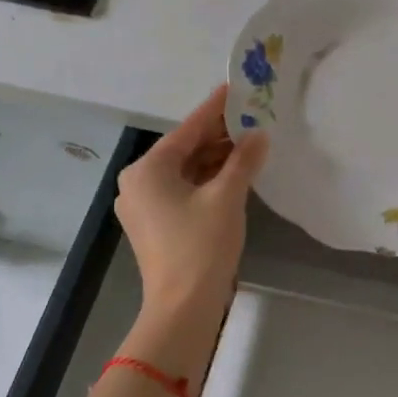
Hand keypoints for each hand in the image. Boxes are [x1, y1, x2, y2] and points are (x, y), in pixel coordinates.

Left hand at [117, 86, 269, 312]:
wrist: (182, 308)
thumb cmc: (201, 245)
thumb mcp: (227, 197)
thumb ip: (243, 160)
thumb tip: (259, 135)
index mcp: (148, 169)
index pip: (188, 129)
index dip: (215, 109)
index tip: (236, 88)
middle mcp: (138, 182)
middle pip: (184, 149)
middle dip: (218, 135)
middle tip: (252, 117)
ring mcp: (144, 205)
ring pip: (185, 170)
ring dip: (215, 158)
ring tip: (250, 142)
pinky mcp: (154, 224)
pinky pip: (183, 189)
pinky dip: (207, 179)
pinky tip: (234, 171)